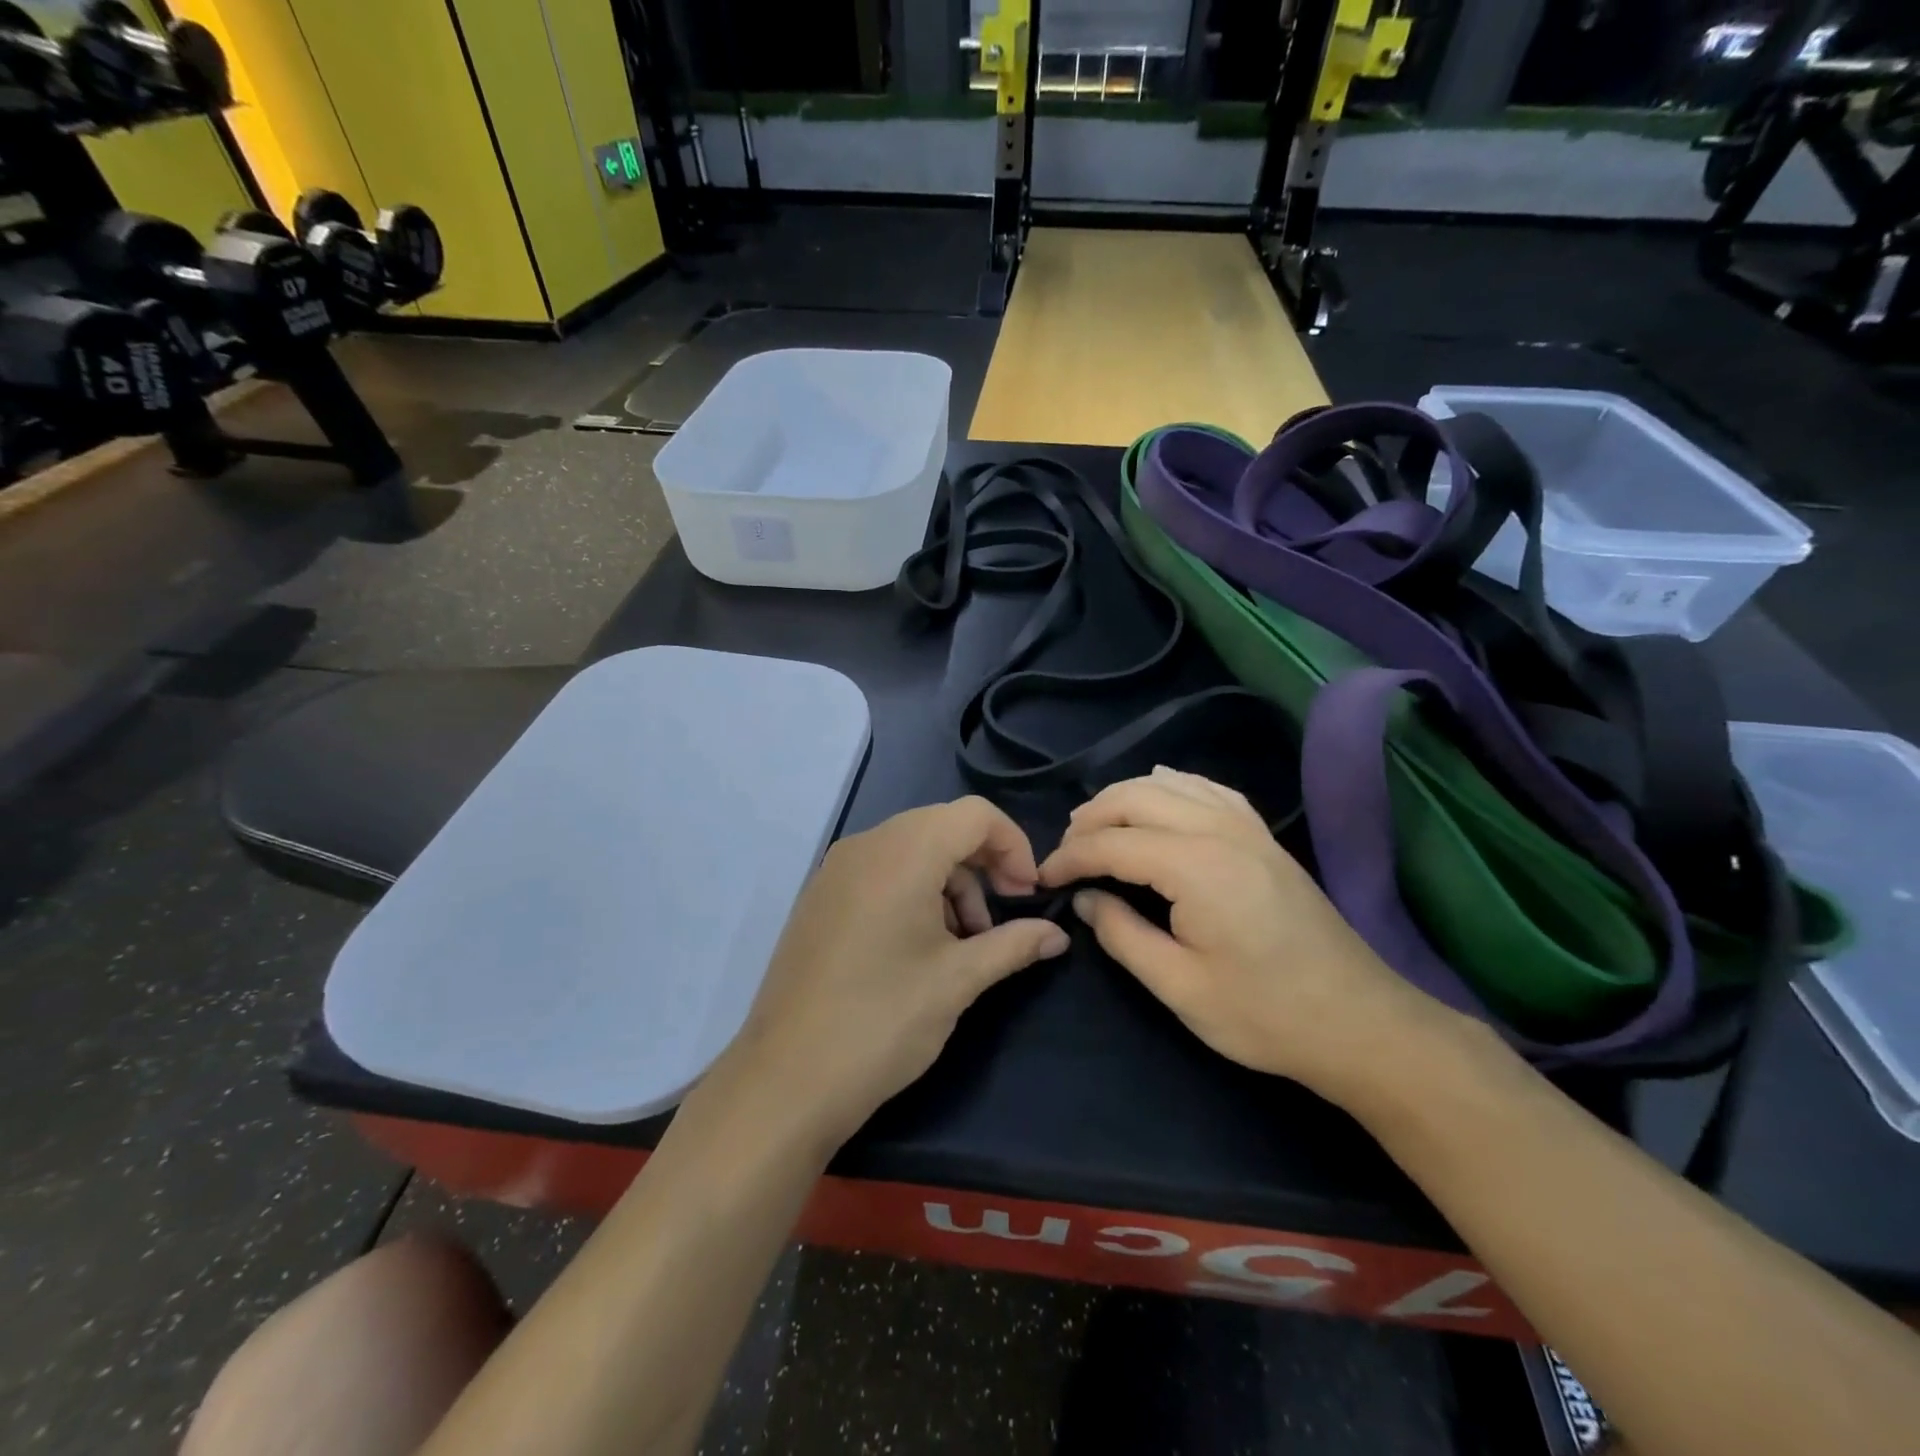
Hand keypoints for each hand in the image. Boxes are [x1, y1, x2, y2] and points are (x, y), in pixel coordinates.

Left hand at [723, 797, 1069, 1148]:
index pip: (974, 814)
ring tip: (963, 944)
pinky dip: (915, 891)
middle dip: (983, 866)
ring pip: (912, 850)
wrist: (786, 1080)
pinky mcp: (821, 897)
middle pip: (943, 827)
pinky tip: (921, 947)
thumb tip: (1057, 935)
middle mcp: (866, 846)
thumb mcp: (958, 981)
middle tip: (1000, 920)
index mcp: (902, 852)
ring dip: (950, 884)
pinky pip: (881, 871)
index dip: (1014, 845)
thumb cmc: (882, 1021)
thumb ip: (1014, 944)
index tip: (1027, 896)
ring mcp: (836, 870)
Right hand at [1037, 767, 1456, 1105]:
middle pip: (1136, 798)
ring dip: (1125, 797)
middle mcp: (1219, 830)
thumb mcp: (1180, 987)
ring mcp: (1247, 829)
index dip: (1070, 857)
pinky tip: (1160, 792)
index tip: (1043, 878)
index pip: (1112, 843)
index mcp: (1196, 867)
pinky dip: (1173, 785)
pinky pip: (1209, 790)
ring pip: (1170, 784)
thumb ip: (1122, 935)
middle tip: (1065, 852)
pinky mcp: (1264, 837)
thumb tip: (1085, 899)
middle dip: (1090, 818)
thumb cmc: (1265, 1014)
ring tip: (1096, 824)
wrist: (1359, 1022)